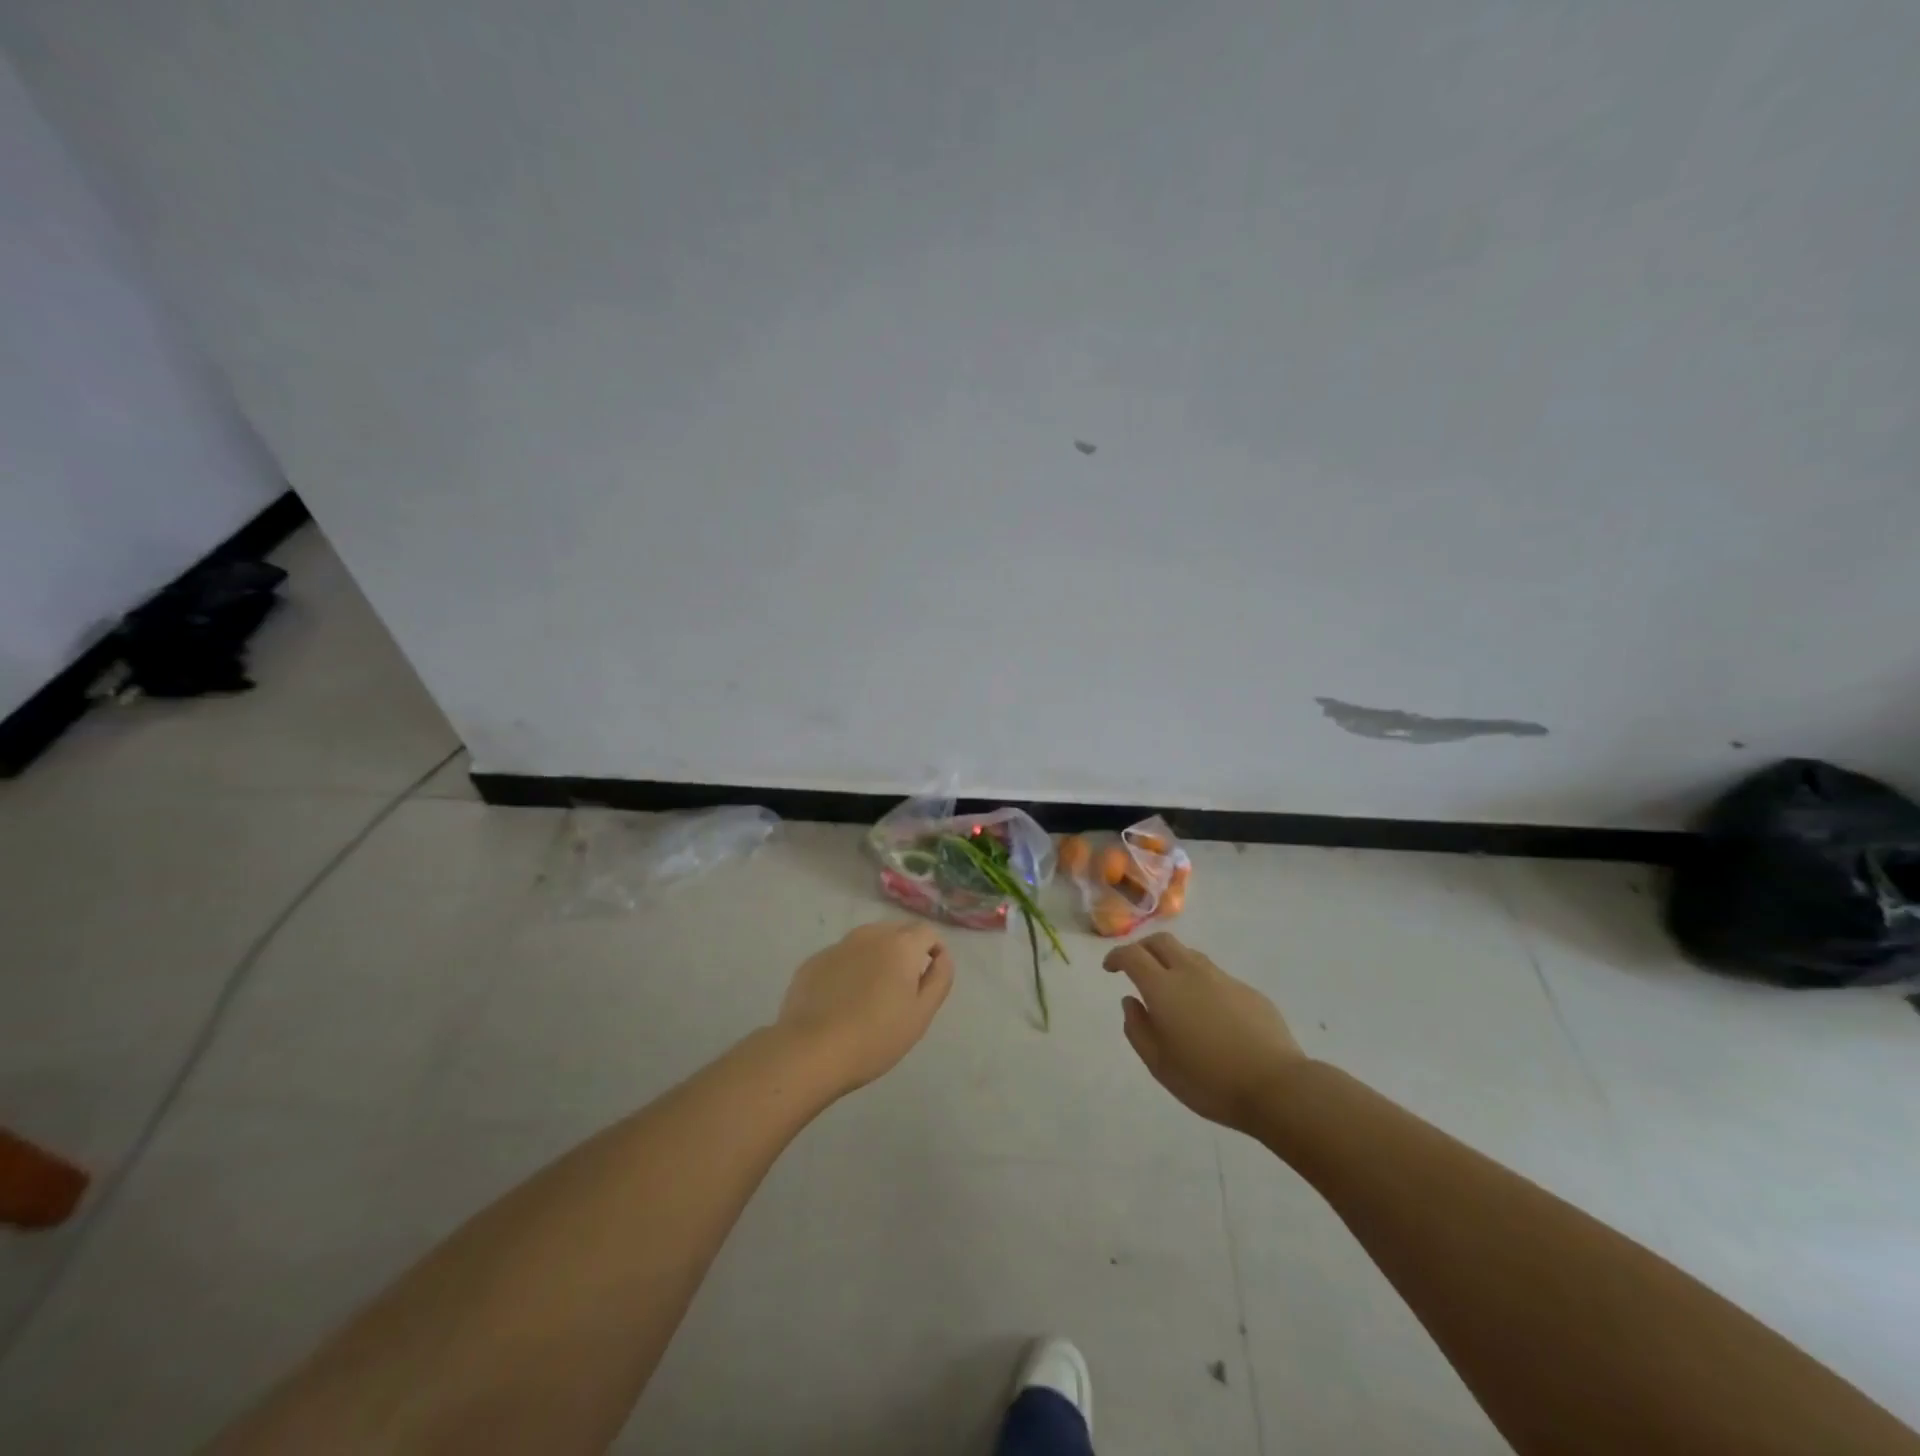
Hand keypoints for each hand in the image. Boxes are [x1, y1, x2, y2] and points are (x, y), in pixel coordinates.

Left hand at [775, 921, 953, 1096]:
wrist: (811, 1051)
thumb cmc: (876, 1036)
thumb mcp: (921, 1013)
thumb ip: (939, 978)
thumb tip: (942, 956)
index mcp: (900, 944)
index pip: (927, 932)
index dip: (933, 951)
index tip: (929, 979)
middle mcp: (870, 935)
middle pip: (896, 932)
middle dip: (905, 952)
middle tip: (901, 989)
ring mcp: (838, 946)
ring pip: (867, 942)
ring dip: (876, 958)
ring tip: (870, 995)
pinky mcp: (813, 961)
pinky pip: (841, 958)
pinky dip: (848, 970)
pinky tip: (841, 1001)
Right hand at [1105, 932, 1304, 1134]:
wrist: (1276, 1086)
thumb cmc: (1208, 1080)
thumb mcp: (1159, 1064)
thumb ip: (1138, 1029)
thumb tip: (1131, 1001)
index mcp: (1163, 988)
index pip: (1132, 954)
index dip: (1116, 956)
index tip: (1110, 969)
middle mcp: (1191, 972)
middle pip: (1161, 941)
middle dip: (1143, 948)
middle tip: (1137, 968)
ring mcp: (1223, 978)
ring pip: (1190, 955)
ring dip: (1172, 962)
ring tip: (1172, 990)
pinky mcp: (1247, 990)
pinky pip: (1215, 976)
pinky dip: (1200, 982)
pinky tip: (1207, 1012)